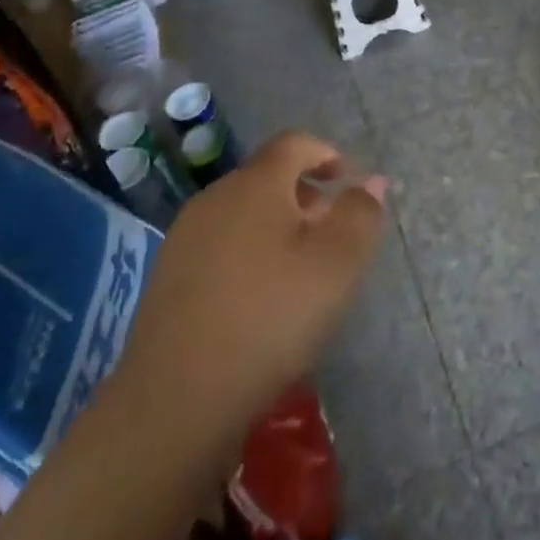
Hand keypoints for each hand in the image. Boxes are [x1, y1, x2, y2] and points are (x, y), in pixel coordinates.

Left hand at [111, 132, 385, 475]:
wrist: (178, 396)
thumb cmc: (271, 316)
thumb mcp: (338, 264)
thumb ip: (361, 214)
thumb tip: (371, 180)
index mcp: (255, 184)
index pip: (294, 143)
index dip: (327, 153)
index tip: (349, 181)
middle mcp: (214, 197)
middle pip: (267, 177)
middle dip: (306, 194)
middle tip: (334, 231)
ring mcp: (185, 237)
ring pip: (243, 212)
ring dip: (278, 225)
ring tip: (302, 268)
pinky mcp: (168, 275)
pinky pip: (221, 243)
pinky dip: (250, 251)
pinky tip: (260, 297)